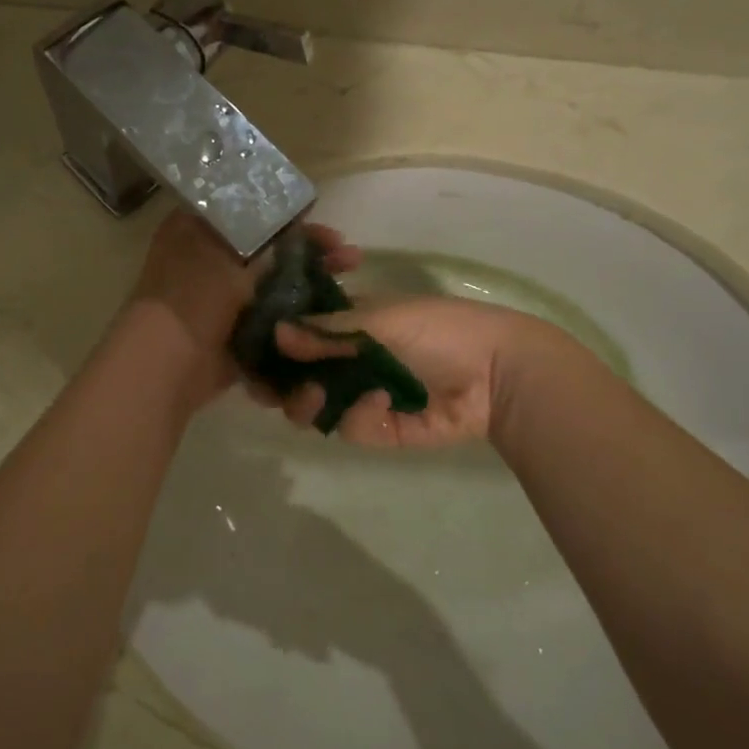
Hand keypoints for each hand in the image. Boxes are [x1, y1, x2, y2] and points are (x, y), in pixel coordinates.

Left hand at [124, 211, 358, 408]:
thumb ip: (268, 236)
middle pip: (270, 252)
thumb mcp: (234, 252)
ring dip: (311, 291)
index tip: (330, 232)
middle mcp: (209, 261)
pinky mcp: (232, 335)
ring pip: (275, 289)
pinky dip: (295, 323)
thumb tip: (298, 220)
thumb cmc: (194, 296)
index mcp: (198, 229)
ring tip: (350, 293)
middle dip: (312, 256)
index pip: (255, 214)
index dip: (295, 220)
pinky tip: (329, 323)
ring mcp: (221, 301)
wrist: (167, 365)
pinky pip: (271, 323)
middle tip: (350, 260)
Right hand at [269, 297, 560, 447]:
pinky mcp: (380, 429)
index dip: (274, 346)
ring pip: (315, 407)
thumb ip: (329, 331)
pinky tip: (383, 403)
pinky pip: (350, 428)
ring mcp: (363, 395)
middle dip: (280, 384)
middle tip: (271, 391)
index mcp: (349, 325)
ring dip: (307, 403)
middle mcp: (350, 361)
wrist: (498, 373)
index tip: (250, 356)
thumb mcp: (381, 319)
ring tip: (314, 398)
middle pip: (298, 377)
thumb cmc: (439, 330)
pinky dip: (359, 417)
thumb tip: (276, 333)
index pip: (299, 335)